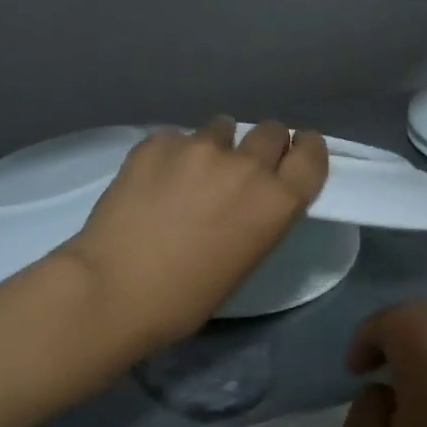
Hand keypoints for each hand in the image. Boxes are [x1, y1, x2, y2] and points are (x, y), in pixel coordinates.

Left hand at [59, 118, 328, 355]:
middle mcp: (246, 166)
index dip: (306, 150)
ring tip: (191, 174)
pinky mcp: (157, 142)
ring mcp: (199, 148)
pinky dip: (172, 154)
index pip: (311, 156)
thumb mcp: (244, 260)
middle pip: (271, 131)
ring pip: (221, 127)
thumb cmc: (186, 298)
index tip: (296, 151)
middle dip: (262, 145)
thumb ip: (258, 217)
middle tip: (241, 168)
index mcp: (276, 202)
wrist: (115, 290)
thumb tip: (247, 197)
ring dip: (216, 146)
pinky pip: (176, 138)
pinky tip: (152, 182)